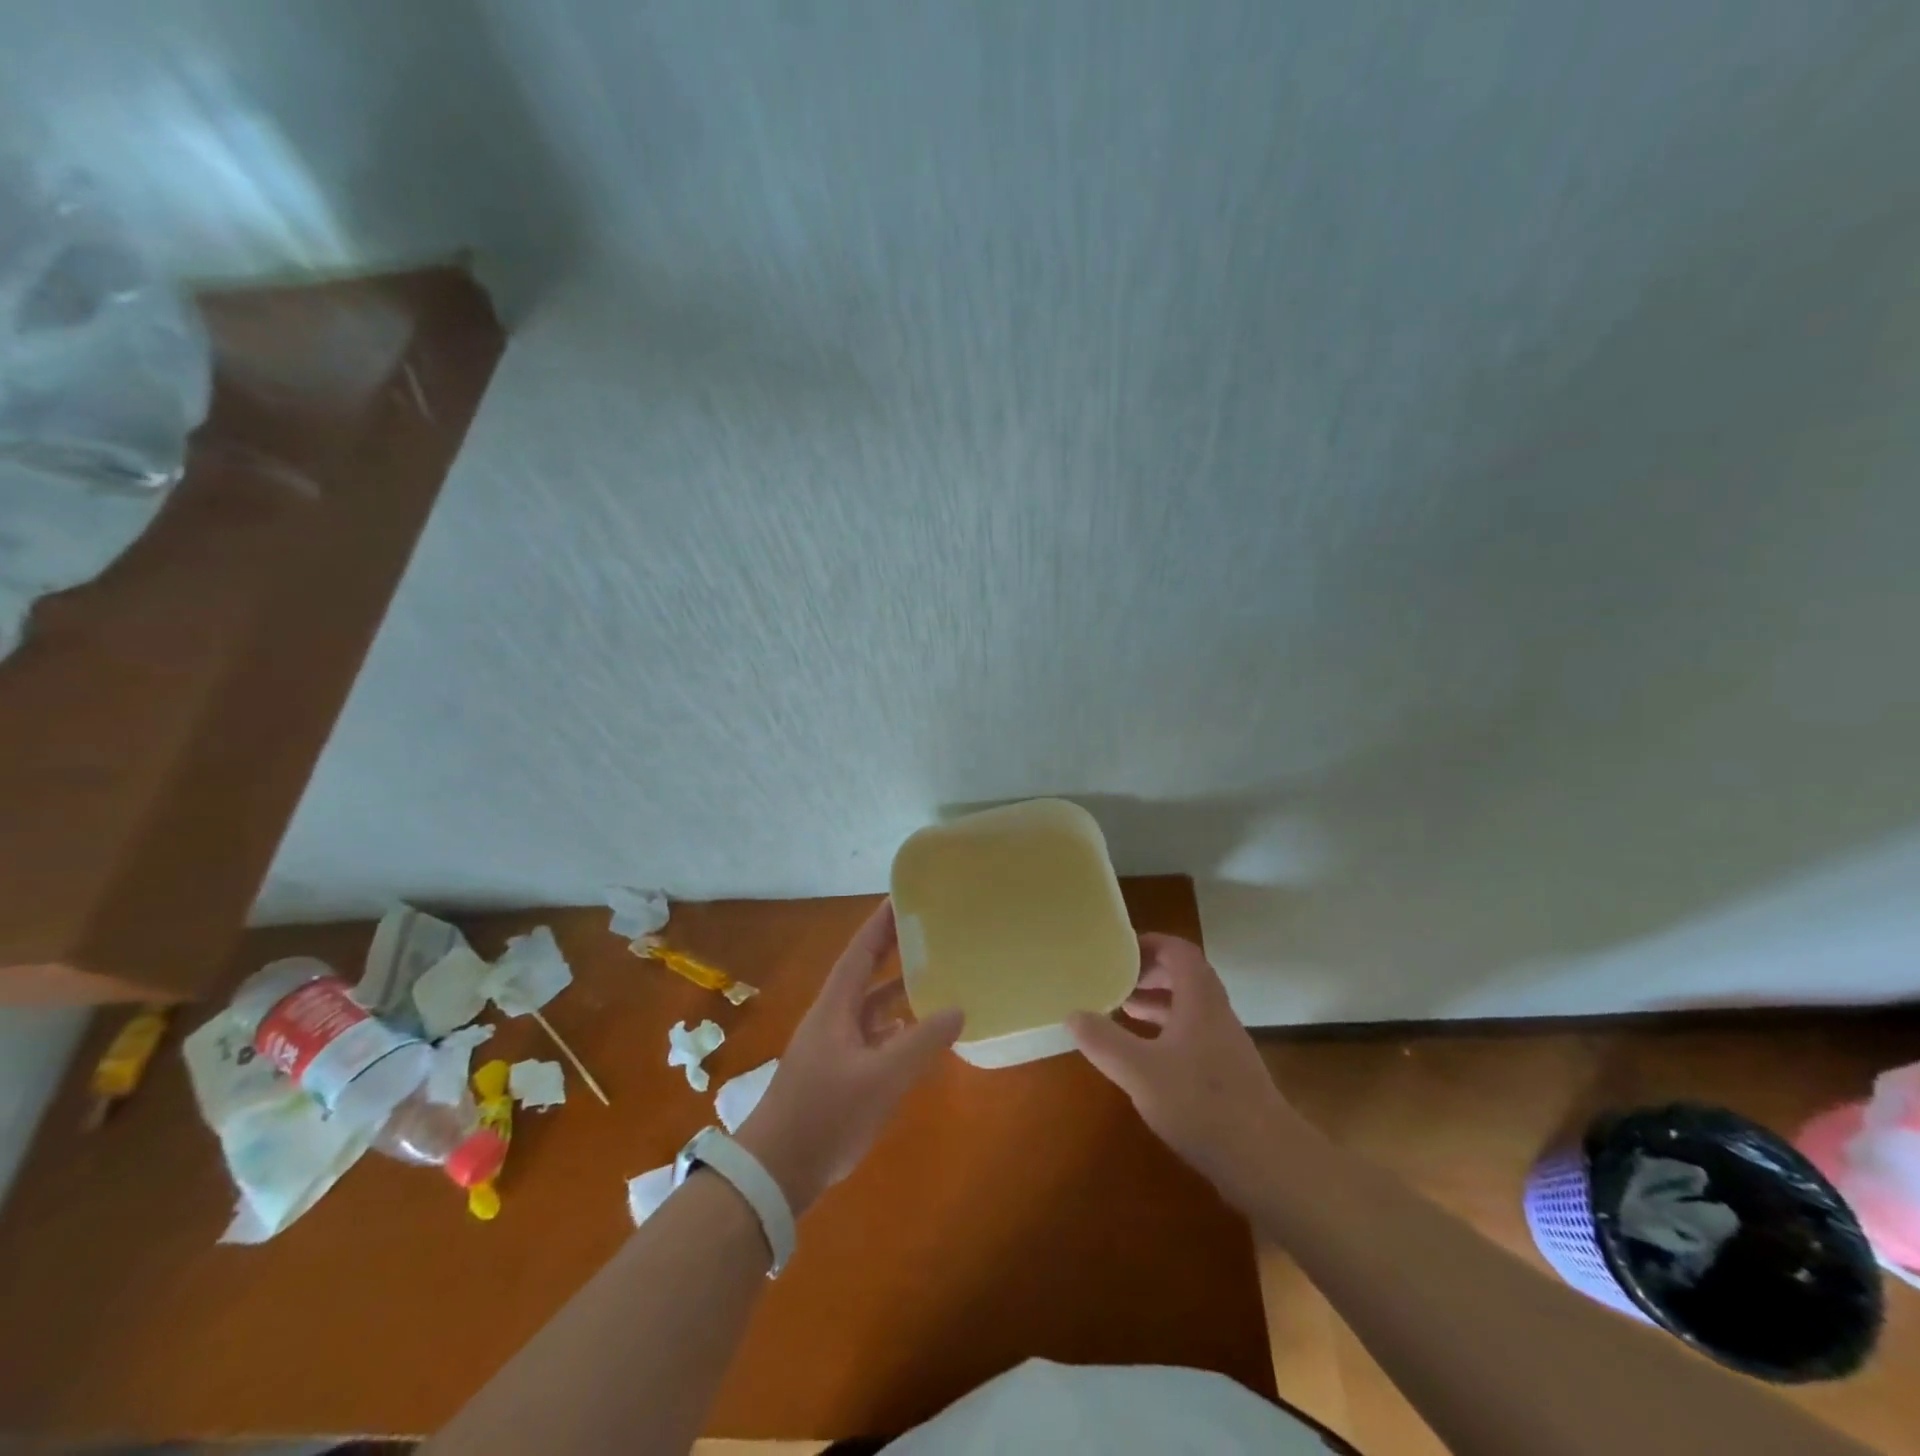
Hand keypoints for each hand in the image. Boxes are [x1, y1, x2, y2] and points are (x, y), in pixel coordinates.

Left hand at [735, 900, 963, 1214]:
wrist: (775, 1172)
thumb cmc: (825, 1114)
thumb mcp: (881, 1078)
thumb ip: (921, 1042)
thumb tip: (958, 1008)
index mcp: (835, 1007)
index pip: (860, 951)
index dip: (881, 923)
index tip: (903, 896)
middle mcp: (832, 1018)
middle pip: (864, 973)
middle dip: (892, 950)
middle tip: (927, 930)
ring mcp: (832, 1047)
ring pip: (870, 1007)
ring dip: (896, 991)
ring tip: (933, 977)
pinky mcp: (836, 1073)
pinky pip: (871, 1036)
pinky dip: (894, 1028)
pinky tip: (915, 1033)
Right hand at [1067, 934, 1293, 1205]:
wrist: (1267, 1162)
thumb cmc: (1202, 1104)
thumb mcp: (1140, 1071)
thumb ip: (1104, 1041)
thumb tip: (1072, 1014)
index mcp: (1199, 1000)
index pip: (1178, 951)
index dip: (1149, 943)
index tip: (1118, 949)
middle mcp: (1215, 1014)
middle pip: (1184, 975)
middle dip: (1149, 972)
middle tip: (1114, 977)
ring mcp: (1224, 1045)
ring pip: (1188, 1007)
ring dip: (1157, 1002)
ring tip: (1122, 1008)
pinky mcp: (1227, 1074)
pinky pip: (1192, 1034)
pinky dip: (1166, 1031)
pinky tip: (1145, 1055)